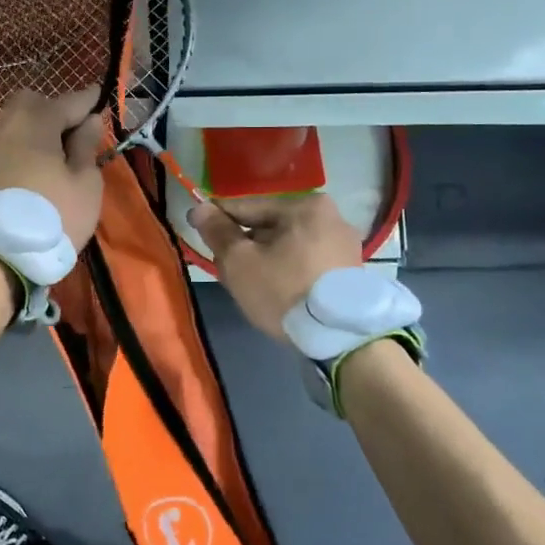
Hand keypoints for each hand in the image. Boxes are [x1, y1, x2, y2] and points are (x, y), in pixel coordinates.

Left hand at [0, 89, 106, 250]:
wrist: (5, 251)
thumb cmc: (57, 213)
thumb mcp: (85, 181)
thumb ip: (87, 145)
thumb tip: (89, 120)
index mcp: (38, 121)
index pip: (70, 101)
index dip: (90, 99)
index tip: (103, 95)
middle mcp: (11, 124)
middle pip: (34, 102)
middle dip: (56, 109)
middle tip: (78, 131)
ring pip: (19, 120)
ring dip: (41, 126)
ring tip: (63, 150)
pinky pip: (12, 139)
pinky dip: (28, 142)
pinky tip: (44, 160)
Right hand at [190, 192, 363, 342]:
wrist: (340, 338)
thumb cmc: (284, 291)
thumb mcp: (240, 262)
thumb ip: (218, 232)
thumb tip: (199, 208)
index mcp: (304, 206)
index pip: (248, 207)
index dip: (218, 219)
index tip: (195, 226)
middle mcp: (330, 216)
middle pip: (269, 227)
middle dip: (244, 245)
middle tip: (223, 268)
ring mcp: (344, 244)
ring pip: (286, 245)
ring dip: (264, 259)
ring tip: (246, 284)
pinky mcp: (349, 270)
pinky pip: (305, 260)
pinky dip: (286, 270)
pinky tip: (272, 290)